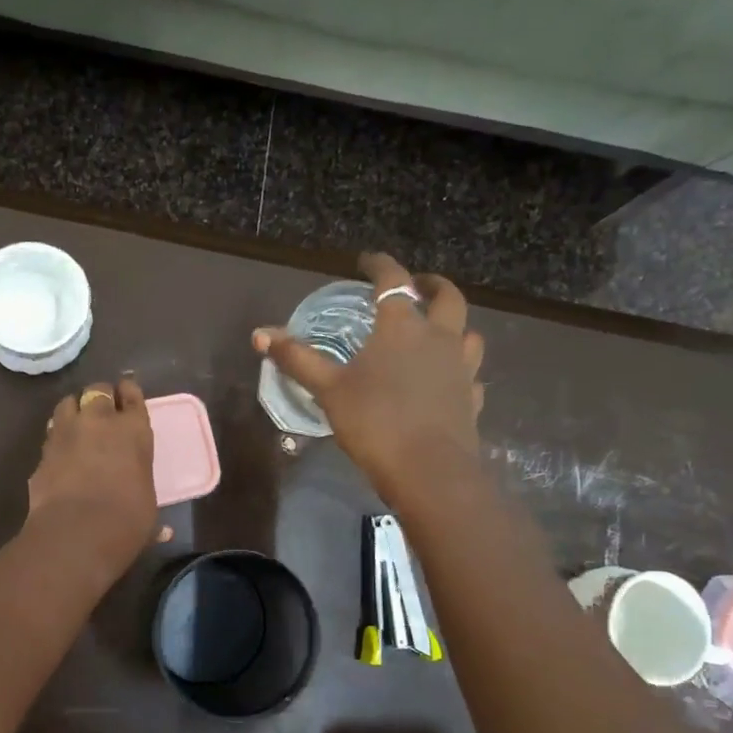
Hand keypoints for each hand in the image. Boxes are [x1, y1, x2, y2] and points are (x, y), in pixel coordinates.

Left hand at [25, 376, 159, 577]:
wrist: (76, 532)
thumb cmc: (126, 520)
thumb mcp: (147, 510)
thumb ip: (147, 508)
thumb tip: (165, 533)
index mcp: (134, 430)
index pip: (132, 396)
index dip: (129, 393)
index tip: (127, 394)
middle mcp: (99, 421)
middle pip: (98, 391)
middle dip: (101, 397)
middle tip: (103, 410)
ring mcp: (66, 432)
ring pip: (68, 403)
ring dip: (75, 409)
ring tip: (78, 423)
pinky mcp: (43, 451)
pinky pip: (51, 433)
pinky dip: (57, 437)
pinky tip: (60, 450)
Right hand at [254, 253, 484, 490]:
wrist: (429, 471)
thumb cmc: (375, 422)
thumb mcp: (328, 389)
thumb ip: (297, 359)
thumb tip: (260, 334)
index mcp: (402, 327)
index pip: (394, 281)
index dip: (380, 265)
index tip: (367, 261)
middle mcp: (439, 339)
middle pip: (447, 297)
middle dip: (432, 285)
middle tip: (417, 285)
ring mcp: (461, 369)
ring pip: (468, 333)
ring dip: (454, 325)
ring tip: (437, 330)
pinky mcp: (472, 399)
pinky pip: (470, 375)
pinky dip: (460, 370)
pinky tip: (448, 381)